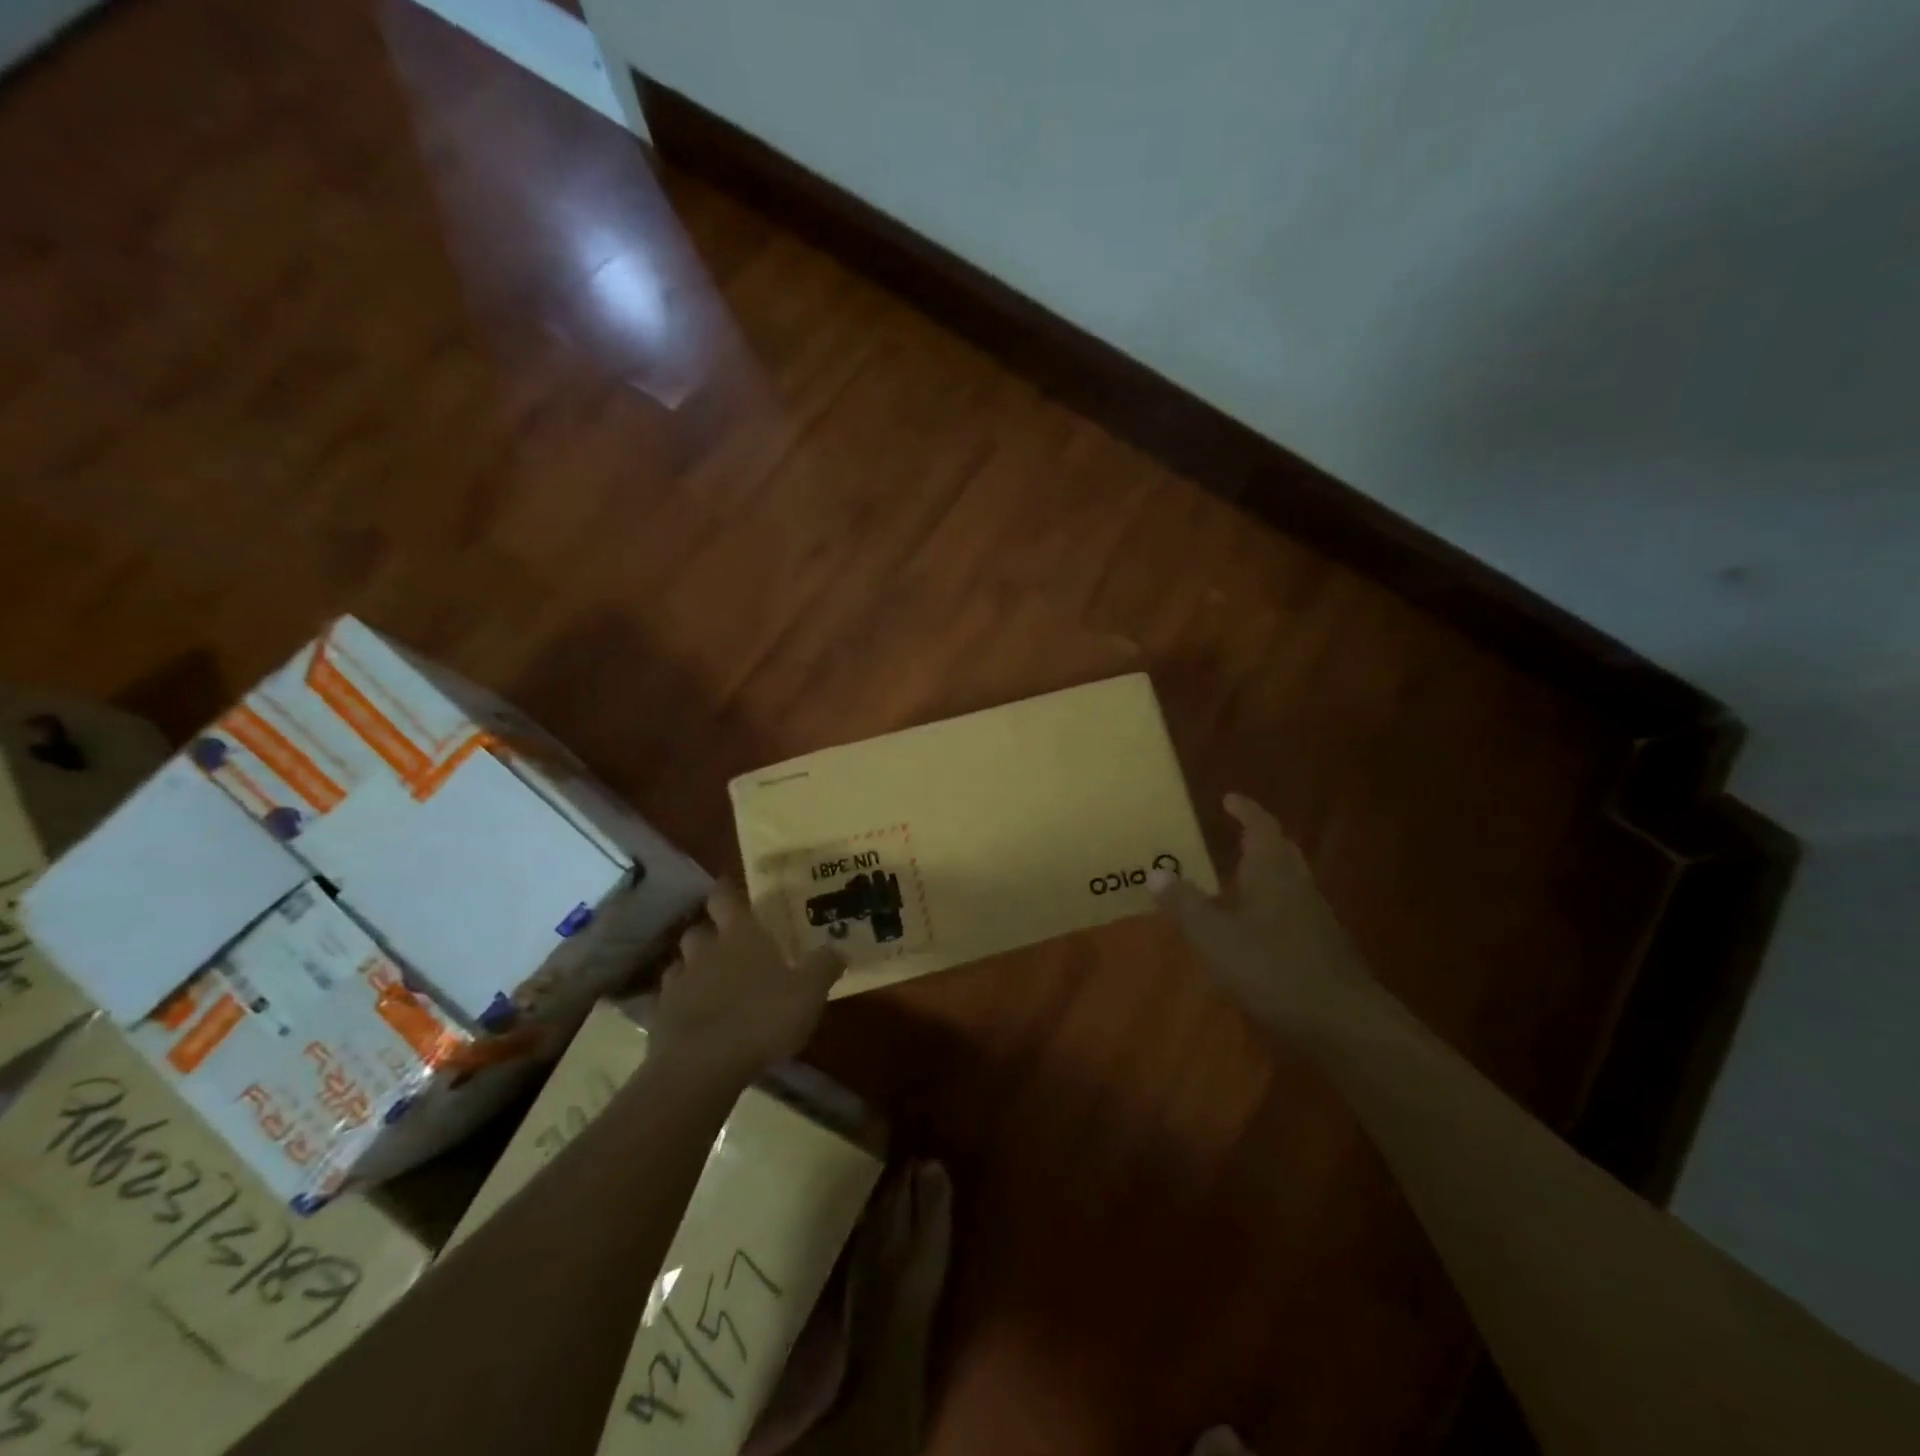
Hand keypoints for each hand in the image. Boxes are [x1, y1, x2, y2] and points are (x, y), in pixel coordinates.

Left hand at [650, 881, 844, 1077]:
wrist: (703, 1064)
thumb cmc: (762, 1017)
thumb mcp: (809, 992)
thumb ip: (824, 966)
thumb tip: (838, 948)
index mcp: (740, 935)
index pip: (725, 897)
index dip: (727, 891)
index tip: (731, 890)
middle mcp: (704, 951)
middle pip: (699, 929)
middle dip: (710, 934)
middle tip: (728, 945)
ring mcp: (677, 983)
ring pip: (680, 964)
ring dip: (692, 969)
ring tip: (710, 983)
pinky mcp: (659, 1017)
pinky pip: (666, 1001)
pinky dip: (677, 1004)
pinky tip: (691, 1017)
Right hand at [1151, 793, 1369, 1034]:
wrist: (1341, 1021)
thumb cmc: (1270, 967)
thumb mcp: (1213, 936)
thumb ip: (1184, 904)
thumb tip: (1156, 872)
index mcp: (1271, 872)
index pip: (1260, 827)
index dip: (1246, 810)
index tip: (1230, 799)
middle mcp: (1298, 886)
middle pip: (1282, 850)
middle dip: (1261, 837)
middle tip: (1237, 833)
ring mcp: (1316, 917)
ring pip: (1291, 881)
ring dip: (1269, 872)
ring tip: (1242, 879)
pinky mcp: (1325, 947)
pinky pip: (1296, 910)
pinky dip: (1276, 904)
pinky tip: (1260, 927)